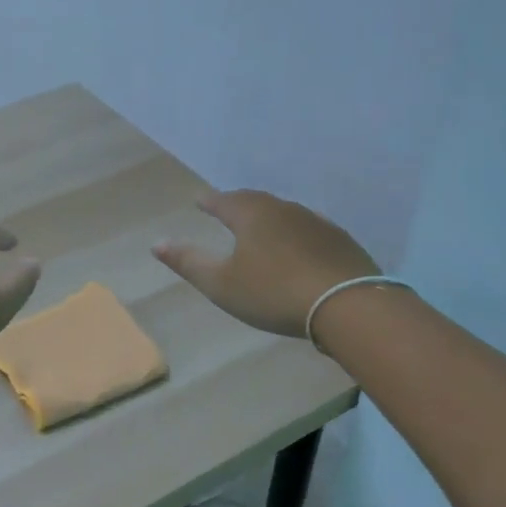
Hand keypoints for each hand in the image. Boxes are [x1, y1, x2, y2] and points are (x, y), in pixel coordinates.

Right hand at [153, 190, 379, 338]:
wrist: (348, 305)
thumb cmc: (274, 292)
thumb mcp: (221, 283)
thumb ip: (188, 262)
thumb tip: (157, 243)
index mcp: (251, 214)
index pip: (223, 201)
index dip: (209, 202)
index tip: (199, 202)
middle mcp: (283, 209)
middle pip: (254, 201)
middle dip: (237, 204)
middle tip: (226, 209)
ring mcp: (315, 222)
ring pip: (283, 213)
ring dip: (268, 218)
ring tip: (259, 228)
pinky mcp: (339, 240)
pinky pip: (307, 230)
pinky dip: (294, 234)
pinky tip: (296, 248)